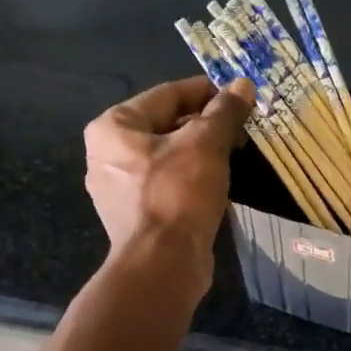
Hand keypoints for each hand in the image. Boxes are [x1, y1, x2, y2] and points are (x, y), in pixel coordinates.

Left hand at [84, 75, 253, 299]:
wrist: (163, 264)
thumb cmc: (178, 194)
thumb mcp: (206, 144)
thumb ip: (224, 112)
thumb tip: (244, 85)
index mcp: (113, 127)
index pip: (167, 95)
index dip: (207, 92)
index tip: (240, 96)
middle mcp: (106, 154)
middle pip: (166, 126)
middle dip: (206, 125)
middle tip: (243, 128)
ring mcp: (118, 189)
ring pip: (168, 157)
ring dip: (201, 153)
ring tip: (237, 153)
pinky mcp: (135, 216)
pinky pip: (167, 185)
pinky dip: (192, 179)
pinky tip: (219, 183)